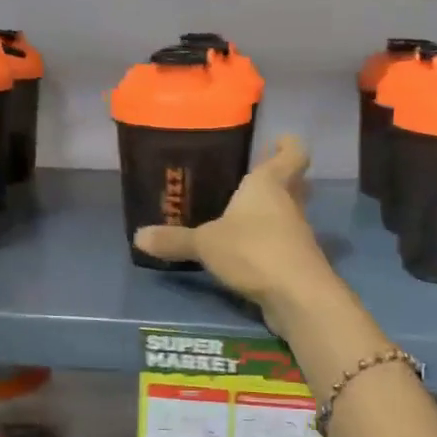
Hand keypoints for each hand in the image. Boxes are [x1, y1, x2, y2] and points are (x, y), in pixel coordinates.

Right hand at [132, 136, 338, 323]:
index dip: (286, 145)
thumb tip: (138, 236)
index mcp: (269, 184)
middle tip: (249, 179)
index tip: (276, 141)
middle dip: (277, 180)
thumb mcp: (205, 244)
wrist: (297, 295)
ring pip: (287, 215)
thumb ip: (174, 240)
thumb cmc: (253, 250)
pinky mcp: (298, 263)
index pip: (292, 153)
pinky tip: (243, 254)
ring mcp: (297, 235)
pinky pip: (281, 244)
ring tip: (238, 218)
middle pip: (293, 183)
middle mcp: (289, 204)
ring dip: (270, 215)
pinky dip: (267, 245)